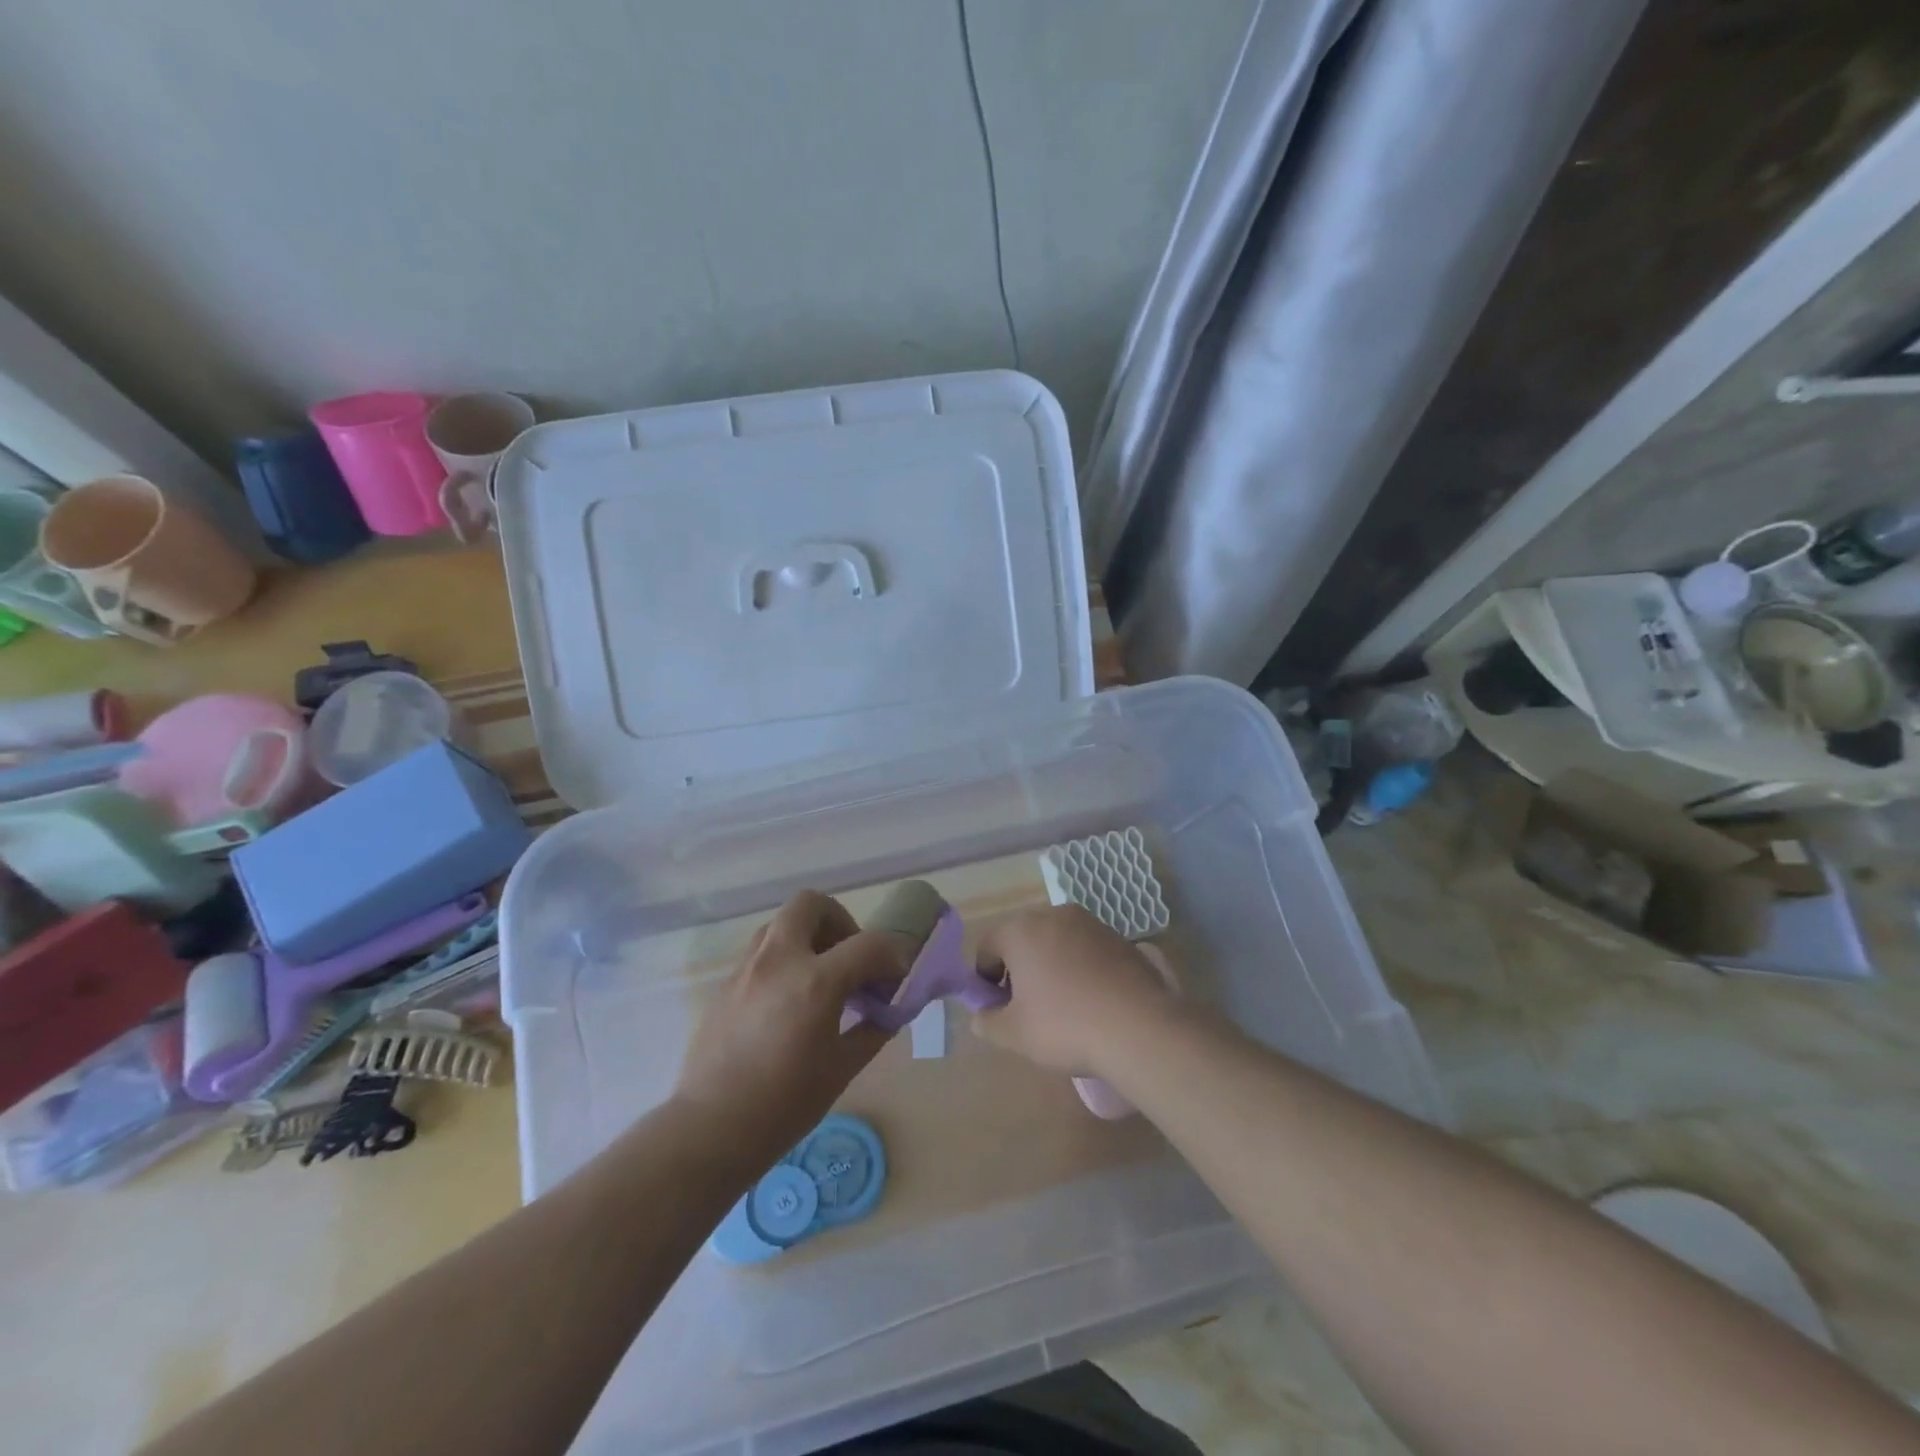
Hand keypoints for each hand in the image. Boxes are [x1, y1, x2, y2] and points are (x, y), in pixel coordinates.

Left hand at [671, 891, 906, 1170]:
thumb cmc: (785, 1105)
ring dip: (808, 935)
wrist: (711, 1129)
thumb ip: (873, 1028)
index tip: (899, 974)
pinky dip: (785, 956)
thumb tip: (891, 1009)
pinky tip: (791, 997)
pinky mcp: (726, 982)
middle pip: (811, 904)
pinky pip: (761, 949)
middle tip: (850, 956)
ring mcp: (747, 967)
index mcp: (816, 982)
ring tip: (821, 975)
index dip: (893, 954)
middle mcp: (779, 960)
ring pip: (781, 922)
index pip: (869, 945)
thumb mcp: (842, 1068)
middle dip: (839, 920)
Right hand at [971, 905, 1177, 1076]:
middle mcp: (1053, 915)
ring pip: (1055, 940)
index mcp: (1021, 930)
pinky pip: (1085, 948)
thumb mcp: (1014, 1034)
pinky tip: (1091, 1000)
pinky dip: (1080, 966)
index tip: (996, 1006)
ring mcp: (1090, 923)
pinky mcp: (1119, 937)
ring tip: (1061, 1004)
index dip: (984, 977)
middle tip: (1026, 1006)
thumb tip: (982, 1016)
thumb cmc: (1065, 1026)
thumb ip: (988, 1022)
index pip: (988, 945)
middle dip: (1018, 968)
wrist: (1140, 1027)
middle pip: (1022, 938)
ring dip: (1050, 964)